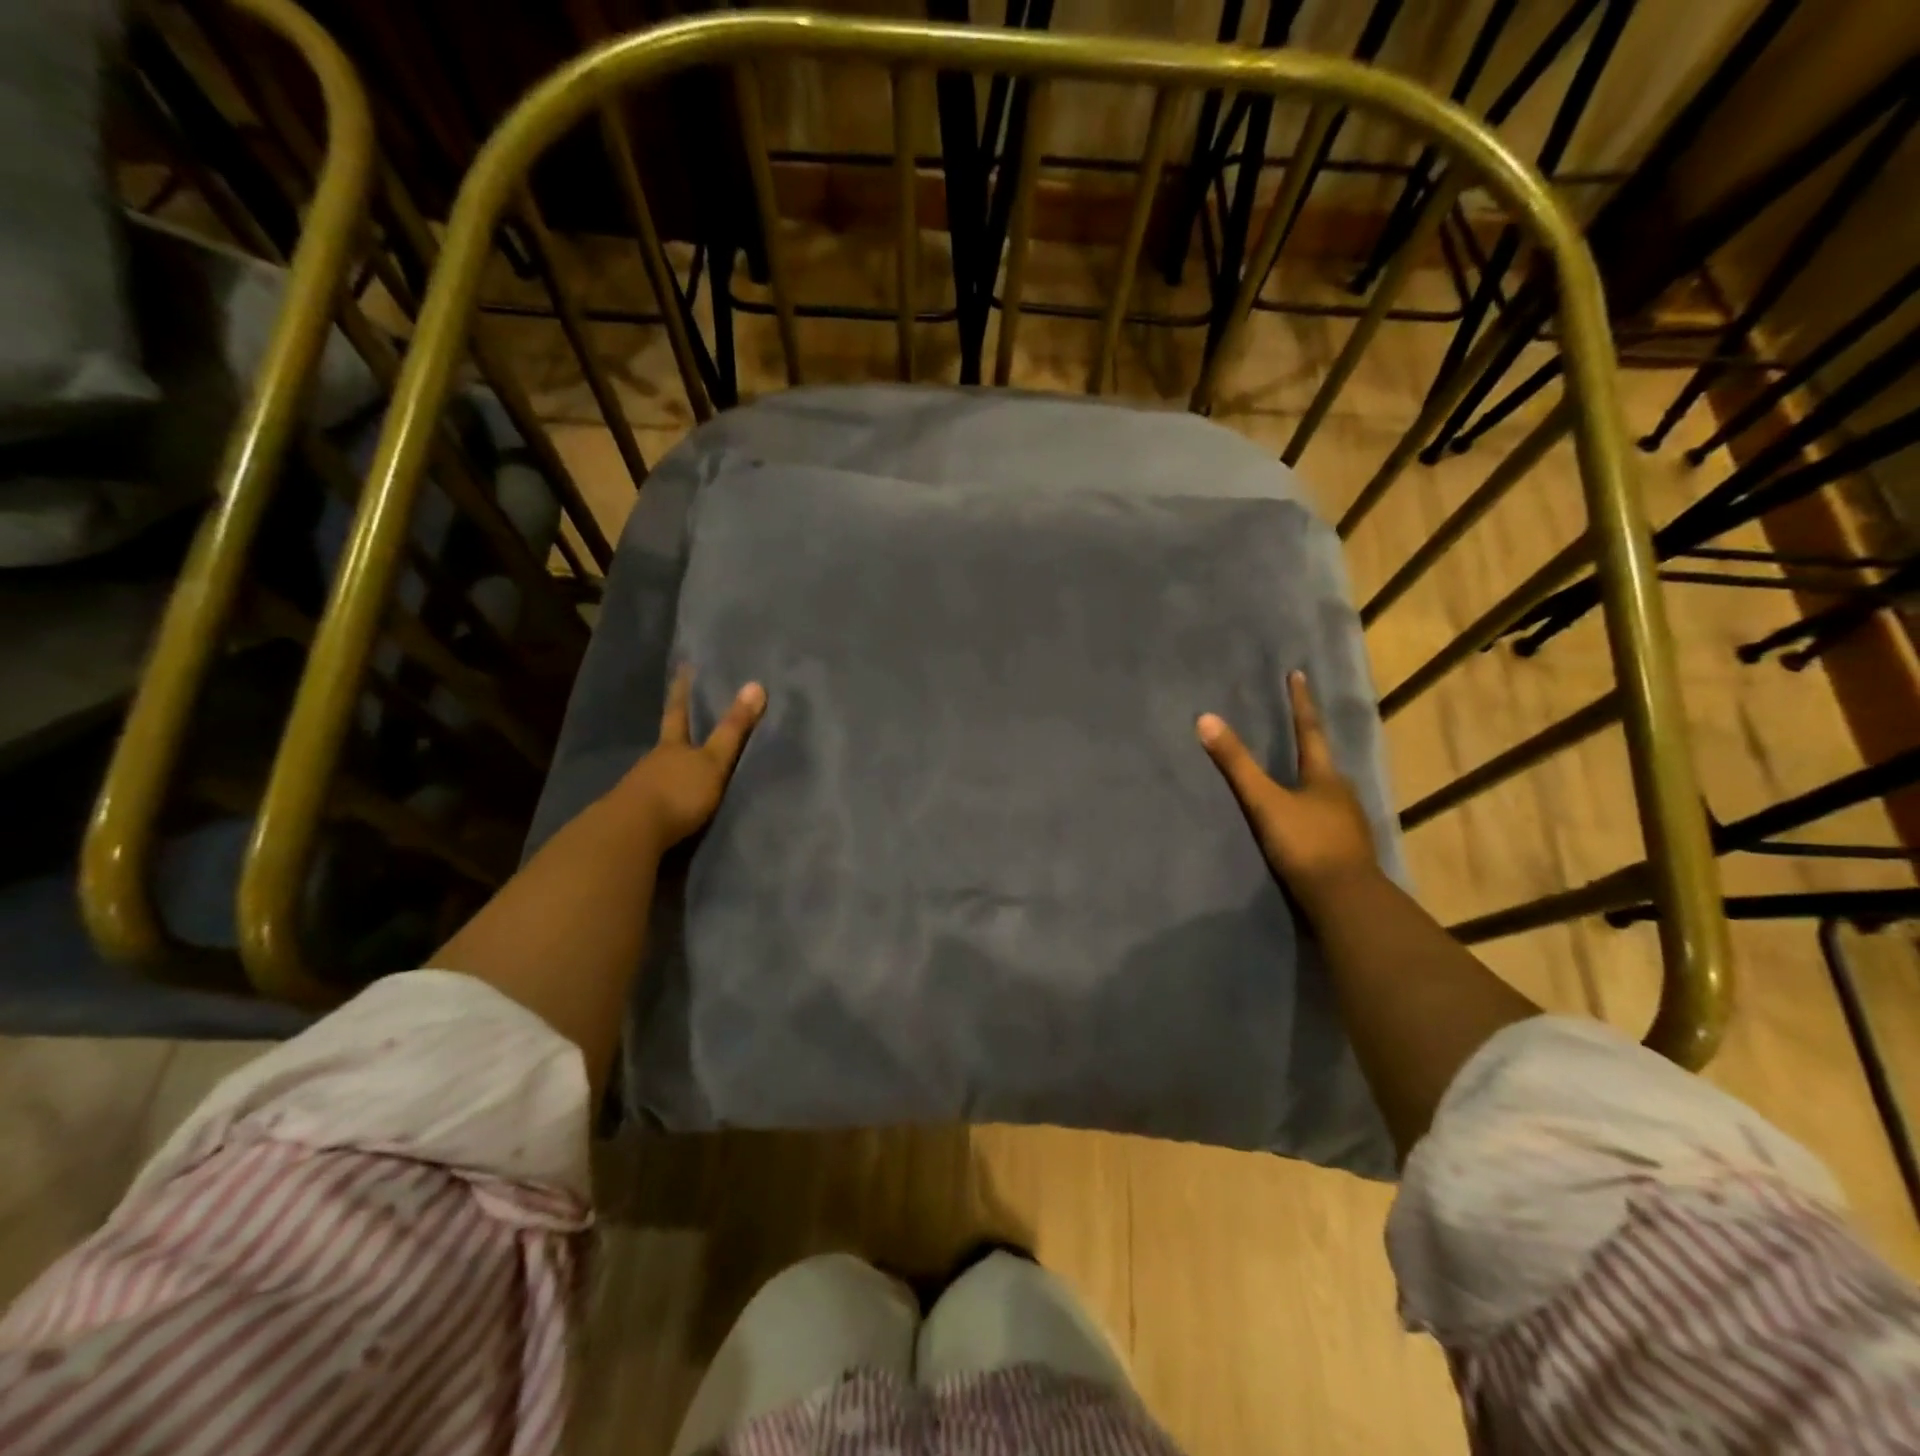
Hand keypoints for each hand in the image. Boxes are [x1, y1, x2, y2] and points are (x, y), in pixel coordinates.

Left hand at [615, 667, 765, 850]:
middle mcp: (653, 762)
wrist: (631, 833)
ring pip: (657, 772)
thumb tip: (756, 685)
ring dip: (669, 771)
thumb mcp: (713, 762)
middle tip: (682, 723)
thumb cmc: (678, 792)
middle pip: (666, 743)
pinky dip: (662, 797)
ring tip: (682, 771)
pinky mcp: (634, 815)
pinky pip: (652, 799)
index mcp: (672, 746)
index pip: (679, 713)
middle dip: (674, 735)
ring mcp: (639, 788)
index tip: (682, 669)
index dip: (682, 692)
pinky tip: (667, 805)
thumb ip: (733, 730)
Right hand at [1197, 671, 1376, 907]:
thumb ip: (1236, 764)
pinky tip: (1304, 820)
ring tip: (1294, 775)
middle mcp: (1341, 793)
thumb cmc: (1305, 843)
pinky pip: (1326, 818)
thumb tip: (1205, 719)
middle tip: (1294, 727)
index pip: (1309, 730)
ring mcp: (1347, 823)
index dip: (1301, 702)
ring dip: (1311, 780)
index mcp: (1324, 776)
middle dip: (1308, 743)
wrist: (1344, 899)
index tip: (1298, 674)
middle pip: (1322, 761)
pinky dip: (1312, 810)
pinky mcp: (1345, 849)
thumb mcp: (1264, 802)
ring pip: (1326, 792)